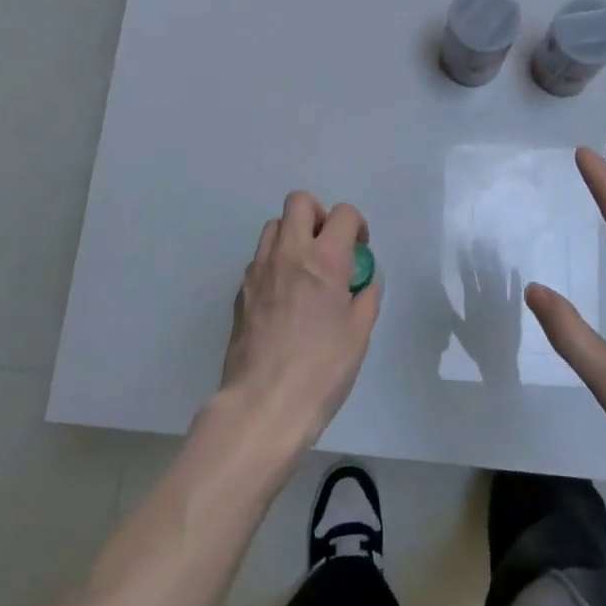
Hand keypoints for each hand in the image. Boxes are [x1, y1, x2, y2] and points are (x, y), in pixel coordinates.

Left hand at [219, 191, 380, 451]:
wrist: (263, 404)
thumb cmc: (322, 370)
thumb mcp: (359, 334)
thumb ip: (366, 298)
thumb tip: (364, 282)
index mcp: (325, 260)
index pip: (343, 214)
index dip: (357, 226)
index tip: (359, 251)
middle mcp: (288, 253)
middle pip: (299, 202)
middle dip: (319, 215)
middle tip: (329, 248)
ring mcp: (258, 270)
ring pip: (274, 226)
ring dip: (293, 236)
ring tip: (305, 270)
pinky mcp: (240, 291)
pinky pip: (260, 259)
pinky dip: (275, 264)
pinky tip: (285, 298)